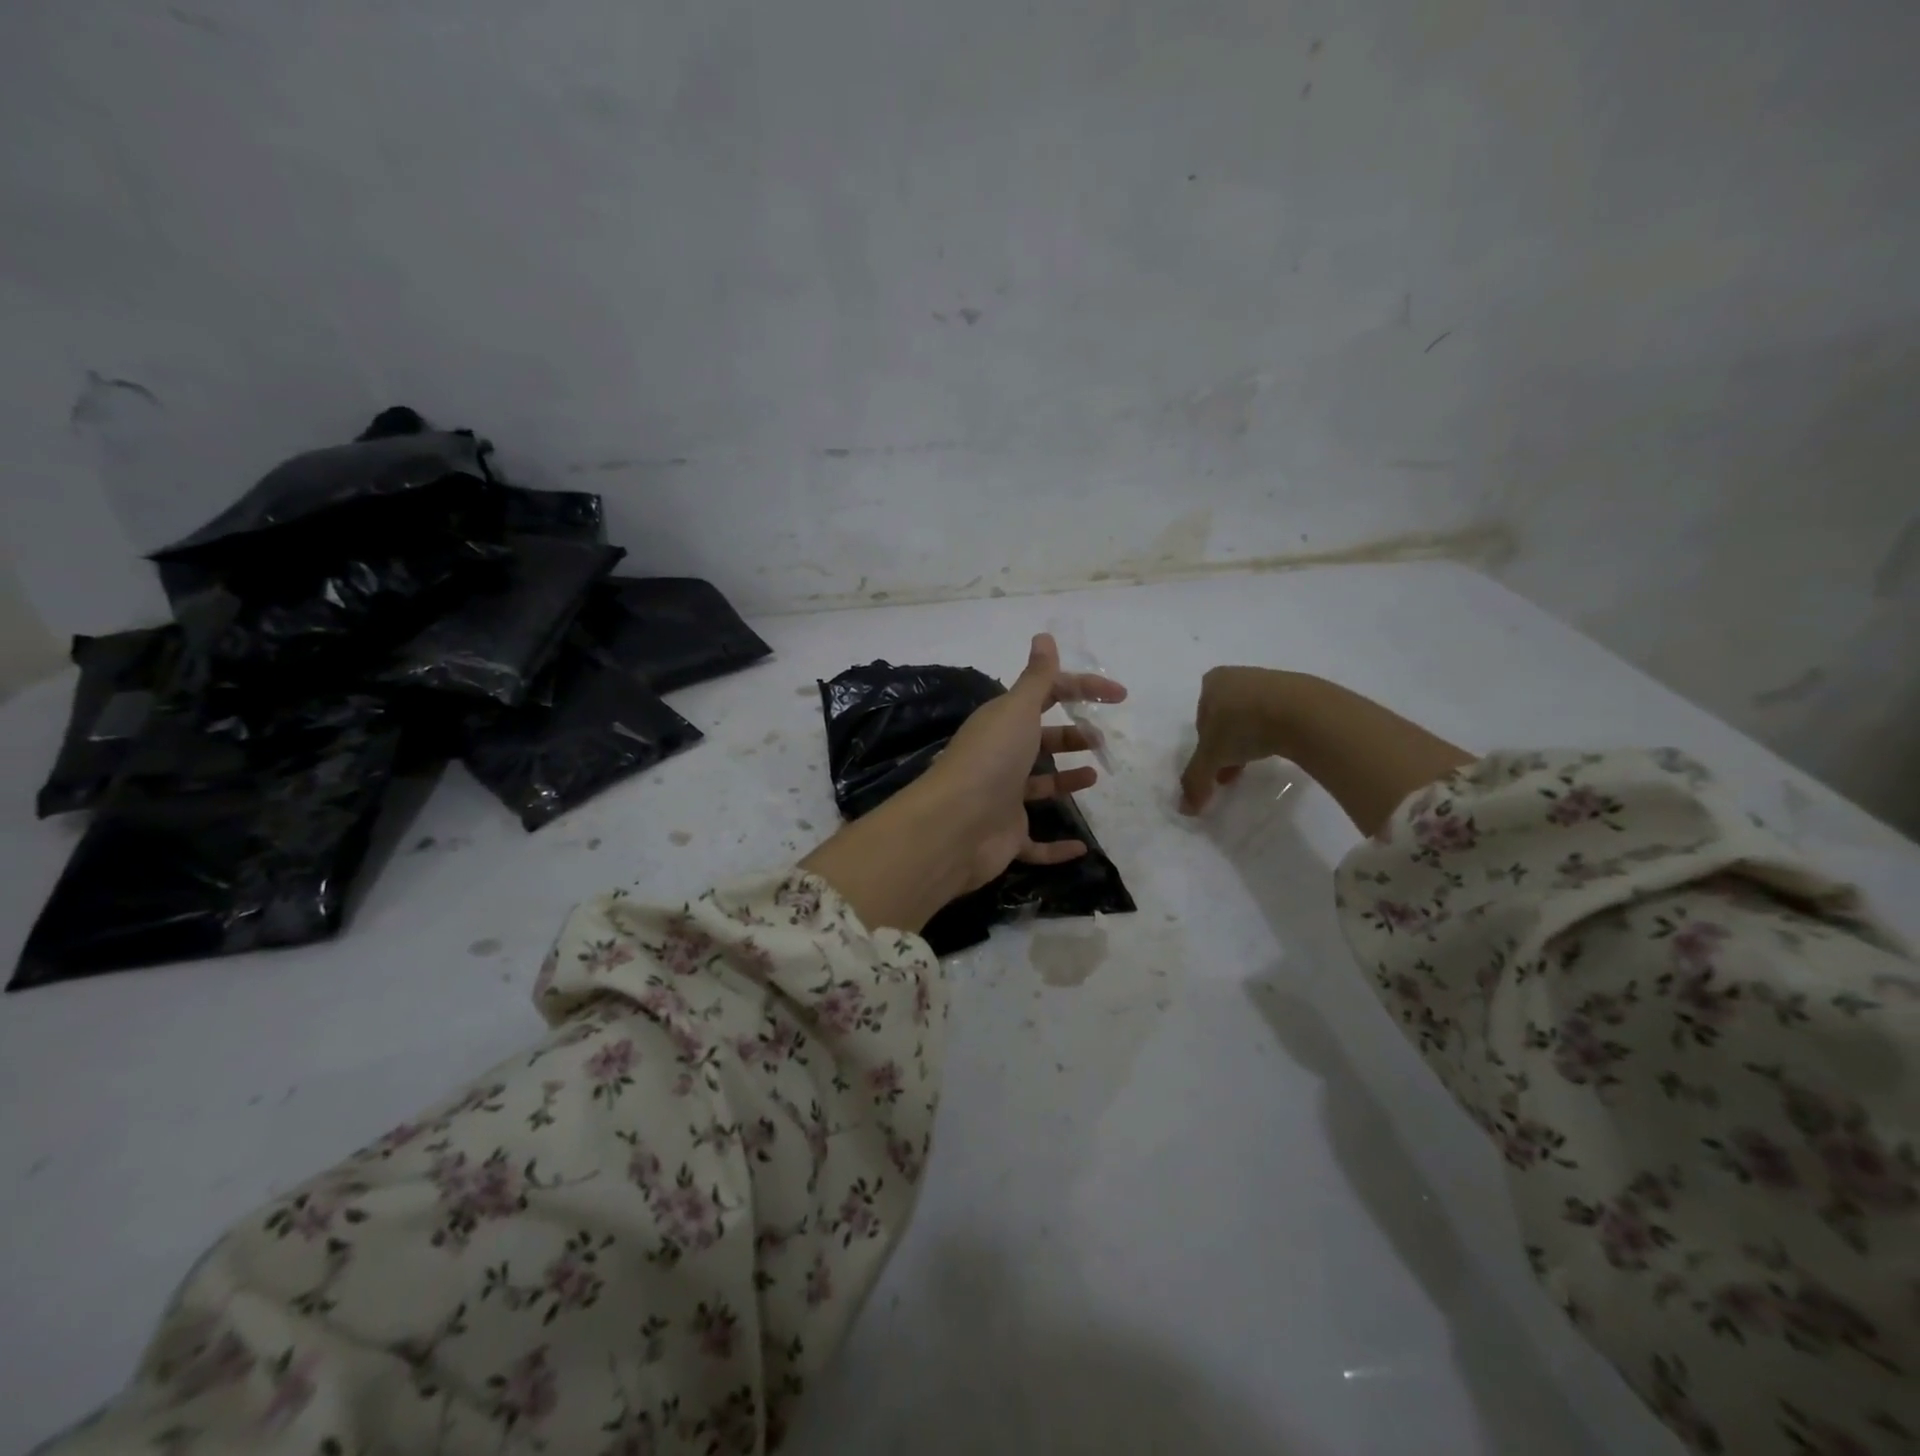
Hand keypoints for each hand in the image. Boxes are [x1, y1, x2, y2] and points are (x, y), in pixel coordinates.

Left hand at [919, 632, 1127, 892]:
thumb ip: (1037, 678)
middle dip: (1071, 735)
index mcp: (1003, 723)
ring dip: (1065, 779)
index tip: (1119, 696)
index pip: (1046, 695)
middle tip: (1100, 741)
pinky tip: (1082, 846)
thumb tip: (1044, 636)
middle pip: (1040, 740)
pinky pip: (1037, 844)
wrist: (955, 825)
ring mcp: (1003, 799)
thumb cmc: (990, 760)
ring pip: (1039, 786)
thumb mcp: (1017, 710)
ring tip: (1095, 775)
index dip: (1082, 689)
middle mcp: (1001, 757)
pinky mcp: (1007, 837)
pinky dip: (1057, 848)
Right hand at [1178, 666, 1291, 813]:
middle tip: (1232, 771)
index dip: (1205, 746)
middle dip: (1227, 746)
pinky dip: (1273, 732)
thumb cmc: (1244, 726)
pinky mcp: (1298, 691)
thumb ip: (1195, 779)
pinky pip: (1277, 715)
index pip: (1201, 719)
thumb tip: (1185, 809)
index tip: (1215, 765)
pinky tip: (1279, 748)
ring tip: (1257, 764)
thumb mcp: (1212, 757)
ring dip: (1249, 741)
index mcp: (1213, 682)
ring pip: (1251, 717)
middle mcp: (1238, 675)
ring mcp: (1270, 680)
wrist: (1303, 712)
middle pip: (1225, 718)